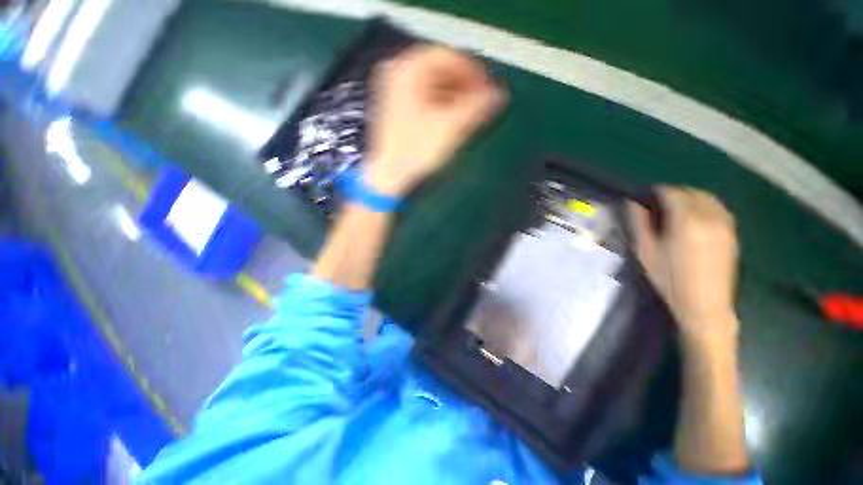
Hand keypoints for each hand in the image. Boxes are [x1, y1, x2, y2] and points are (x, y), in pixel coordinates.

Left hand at [364, 44, 506, 195]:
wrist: (388, 176)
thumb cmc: (416, 150)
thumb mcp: (450, 127)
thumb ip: (477, 107)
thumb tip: (499, 93)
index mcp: (408, 70)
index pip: (448, 56)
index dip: (472, 71)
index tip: (487, 88)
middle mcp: (397, 74)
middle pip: (439, 70)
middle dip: (463, 85)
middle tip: (480, 101)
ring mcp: (392, 92)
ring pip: (431, 85)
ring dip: (453, 96)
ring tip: (469, 112)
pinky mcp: (394, 109)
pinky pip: (422, 98)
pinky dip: (440, 105)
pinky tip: (451, 118)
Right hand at [628, 187, 739, 346]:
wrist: (704, 305)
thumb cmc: (669, 279)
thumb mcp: (645, 252)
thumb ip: (638, 223)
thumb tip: (632, 203)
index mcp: (686, 222)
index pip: (673, 193)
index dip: (657, 191)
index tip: (645, 197)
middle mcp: (709, 218)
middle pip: (692, 192)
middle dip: (674, 193)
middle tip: (657, 204)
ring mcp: (724, 226)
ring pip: (708, 198)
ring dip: (690, 198)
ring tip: (676, 209)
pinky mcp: (732, 234)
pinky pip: (719, 209)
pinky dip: (705, 206)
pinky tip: (695, 218)